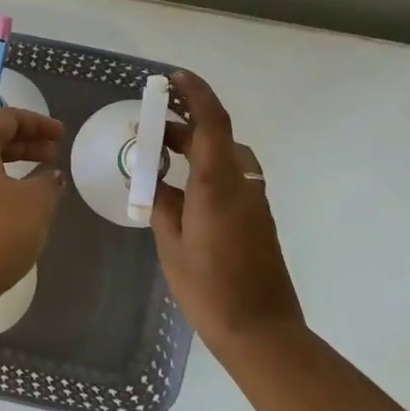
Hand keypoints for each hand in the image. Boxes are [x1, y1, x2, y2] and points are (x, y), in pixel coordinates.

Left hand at [0, 108, 65, 323]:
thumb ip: (47, 184)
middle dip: (21, 143)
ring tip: (35, 180)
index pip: (1, 118)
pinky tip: (10, 206)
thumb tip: (51, 176)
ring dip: (6, 165)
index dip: (35, 122)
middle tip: (51, 154)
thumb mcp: (35, 205)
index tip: (60, 134)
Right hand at [152, 71, 304, 352]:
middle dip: (182, 122)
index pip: (211, 123)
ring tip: (156, 155)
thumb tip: (155, 181)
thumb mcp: (171, 244)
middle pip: (215, 136)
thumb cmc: (209, 288)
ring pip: (222, 157)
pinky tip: (177, 190)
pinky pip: (227, 178)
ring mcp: (252, 202)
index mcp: (218, 185)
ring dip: (193, 147)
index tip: (173, 79)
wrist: (261, 331)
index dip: (196, 94)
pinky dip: (202, 169)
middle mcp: (241, 185)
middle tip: (147, 123)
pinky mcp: (255, 218)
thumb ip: (163, 205)